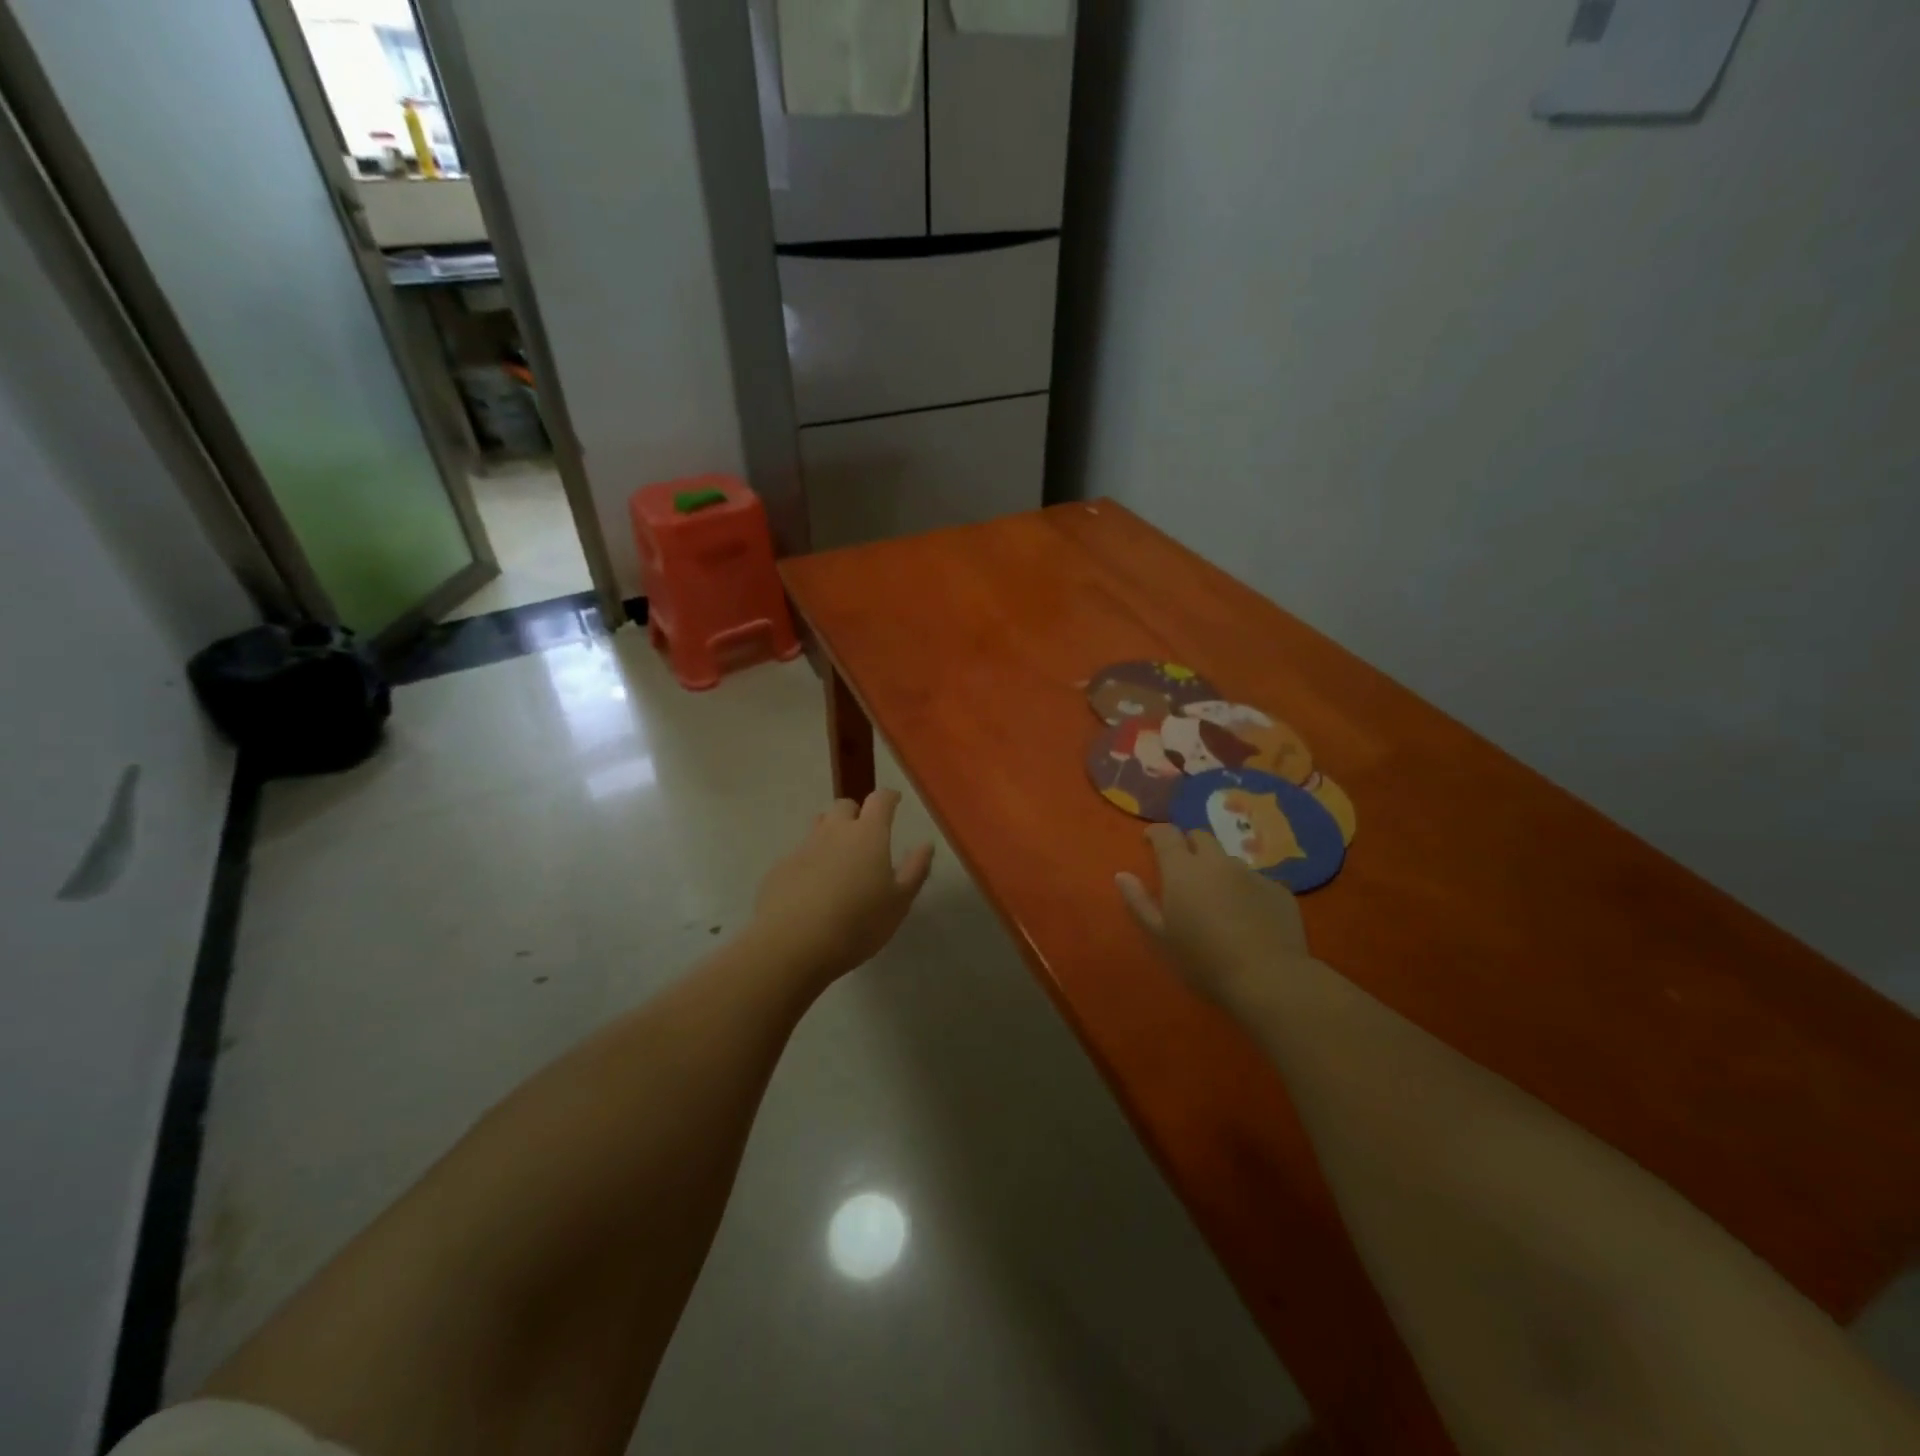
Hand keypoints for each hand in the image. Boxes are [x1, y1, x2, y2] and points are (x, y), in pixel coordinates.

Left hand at [750, 790, 933, 984]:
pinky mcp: (780, 868)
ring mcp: (803, 848)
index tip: (895, 801)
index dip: (889, 797)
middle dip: (857, 814)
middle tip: (866, 835)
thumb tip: (926, 845)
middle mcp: (834, 832)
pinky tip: (813, 889)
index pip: (880, 800)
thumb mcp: (898, 903)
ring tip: (840, 860)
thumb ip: (915, 870)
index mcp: (868, 835)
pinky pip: (800, 854)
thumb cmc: (857, 924)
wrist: (792, 945)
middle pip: (845, 806)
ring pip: (819, 827)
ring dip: (831, 833)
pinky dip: (811, 862)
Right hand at [1117, 825, 1315, 1006]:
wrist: (1268, 979)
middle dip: (1189, 846)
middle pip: (1200, 837)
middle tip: (1183, 870)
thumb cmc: (1203, 960)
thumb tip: (1122, 875)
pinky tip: (1248, 918)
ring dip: (1218, 870)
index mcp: (1183, 869)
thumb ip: (1139, 902)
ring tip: (1218, 899)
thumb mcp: (1160, 937)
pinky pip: (1256, 881)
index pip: (1166, 834)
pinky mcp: (1279, 890)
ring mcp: (1252, 874)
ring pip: (1229, 860)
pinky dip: (1246, 891)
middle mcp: (1217, 862)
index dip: (1156, 833)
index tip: (1150, 841)